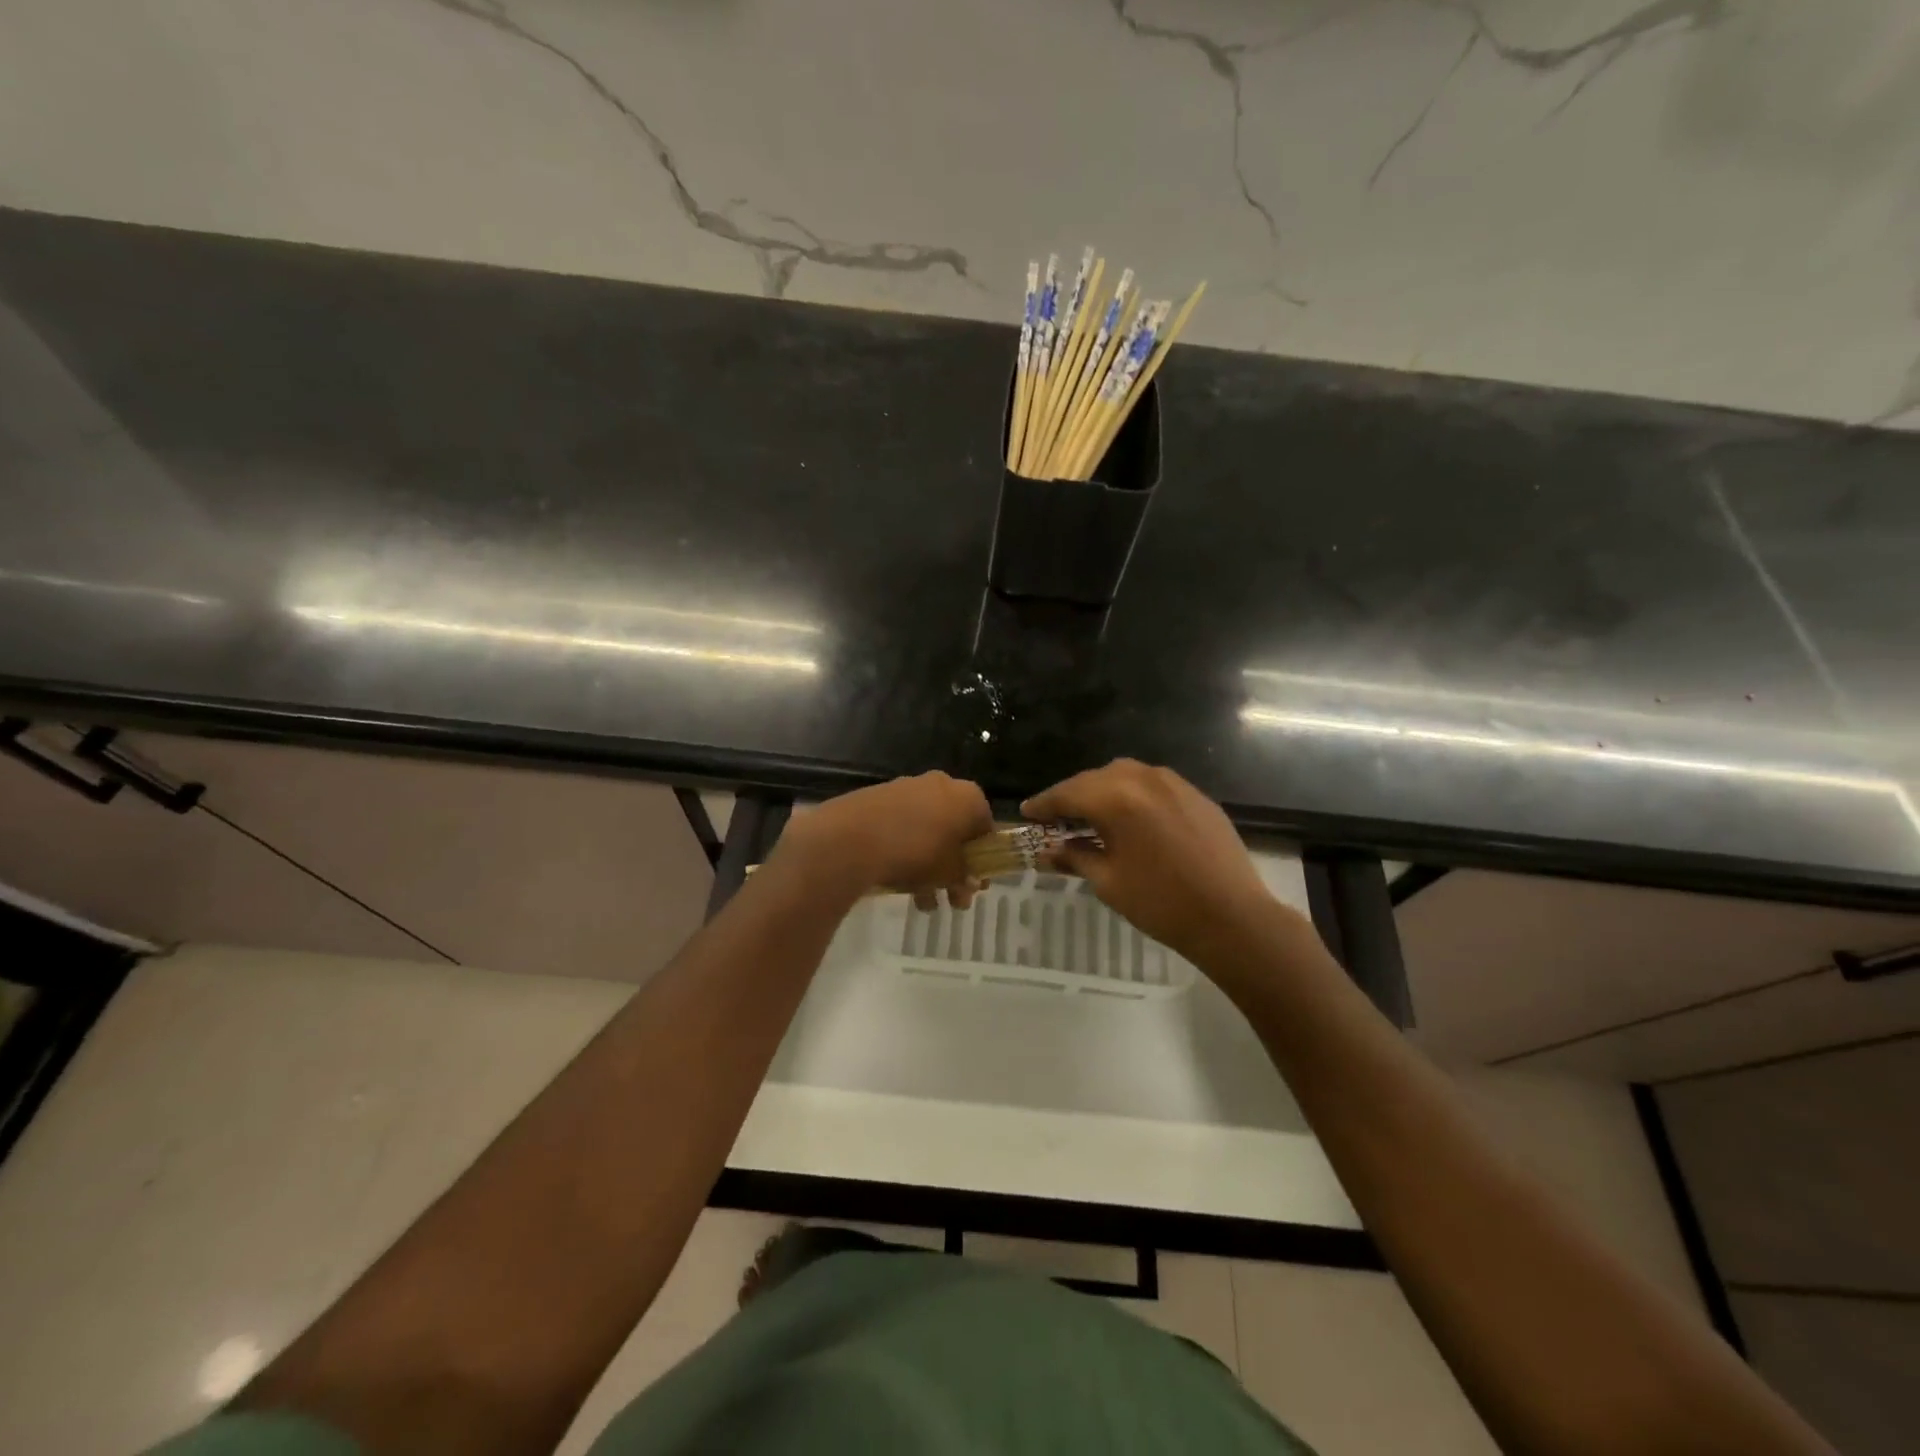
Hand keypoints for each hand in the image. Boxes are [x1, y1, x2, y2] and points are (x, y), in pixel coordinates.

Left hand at [774, 772, 993, 908]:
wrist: (852, 838)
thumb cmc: (916, 853)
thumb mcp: (950, 873)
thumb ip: (965, 877)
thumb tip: (970, 883)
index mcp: (968, 796)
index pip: (986, 827)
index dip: (983, 858)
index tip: (974, 883)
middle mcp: (941, 784)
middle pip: (955, 829)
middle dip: (954, 866)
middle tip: (952, 898)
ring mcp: (908, 787)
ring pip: (928, 830)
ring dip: (929, 865)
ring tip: (922, 902)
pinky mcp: (879, 796)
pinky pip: (902, 826)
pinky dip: (905, 851)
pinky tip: (898, 882)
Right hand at [1022, 760, 1281, 963]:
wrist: (1232, 917)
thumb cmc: (1162, 903)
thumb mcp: (1108, 882)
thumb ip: (1075, 857)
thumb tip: (1049, 851)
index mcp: (1117, 798)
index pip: (1068, 793)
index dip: (1044, 804)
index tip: (1026, 813)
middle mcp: (1144, 779)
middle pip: (1096, 779)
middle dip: (1073, 796)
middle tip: (1055, 818)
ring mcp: (1175, 783)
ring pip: (1126, 775)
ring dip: (1103, 791)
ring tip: (1091, 816)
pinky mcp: (1196, 796)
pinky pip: (1153, 785)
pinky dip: (1133, 795)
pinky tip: (1130, 819)